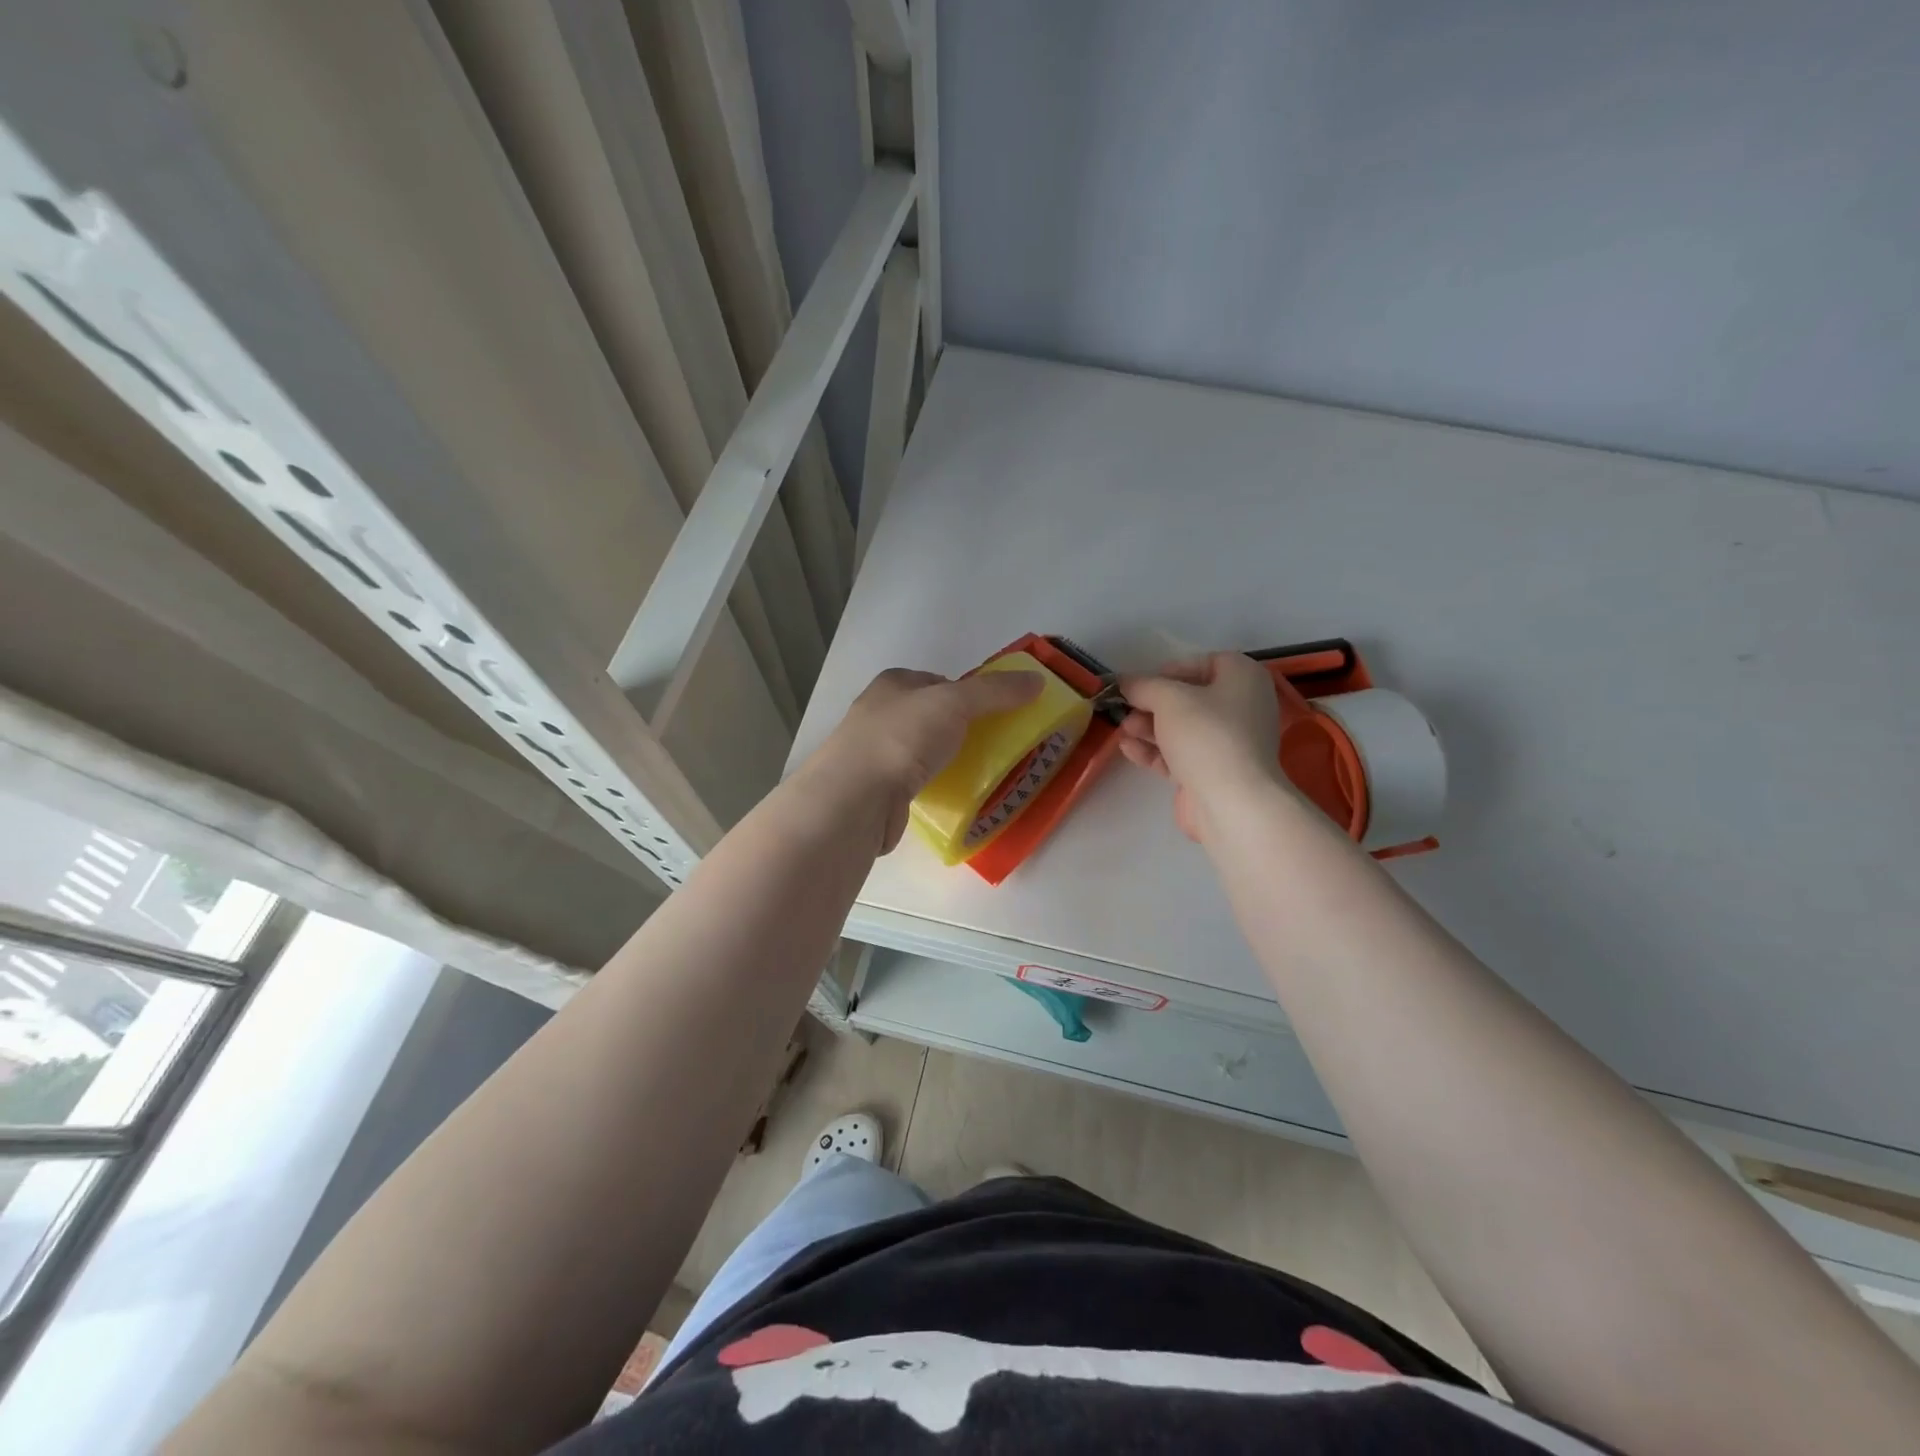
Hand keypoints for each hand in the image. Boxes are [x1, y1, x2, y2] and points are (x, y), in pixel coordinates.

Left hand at [812, 668, 1043, 850]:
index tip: (994, 713)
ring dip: (945, 759)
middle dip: (958, 729)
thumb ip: (995, 691)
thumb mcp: (955, 702)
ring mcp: (872, 753)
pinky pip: (912, 781)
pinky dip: (931, 786)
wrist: (856, 797)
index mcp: (893, 684)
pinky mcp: (874, 789)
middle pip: (929, 716)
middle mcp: (878, 713)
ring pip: (920, 750)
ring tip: (975, 773)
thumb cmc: (902, 737)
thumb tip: (1037, 680)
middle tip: (991, 745)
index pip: (938, 681)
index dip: (967, 693)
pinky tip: (948, 797)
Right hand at [1117, 654, 1281, 840]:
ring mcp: (1228, 744)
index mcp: (1244, 679)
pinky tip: (1128, 749)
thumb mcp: (1169, 699)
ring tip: (1123, 730)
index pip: (1208, 662)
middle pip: (1190, 698)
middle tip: (1127, 708)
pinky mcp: (1212, 773)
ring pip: (1182, 728)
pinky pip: (1180, 755)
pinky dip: (1155, 750)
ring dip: (1149, 727)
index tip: (1145, 682)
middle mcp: (1241, 708)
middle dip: (1153, 703)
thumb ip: (1143, 686)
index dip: (1173, 669)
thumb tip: (1125, 682)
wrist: (1231, 802)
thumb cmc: (1206, 735)